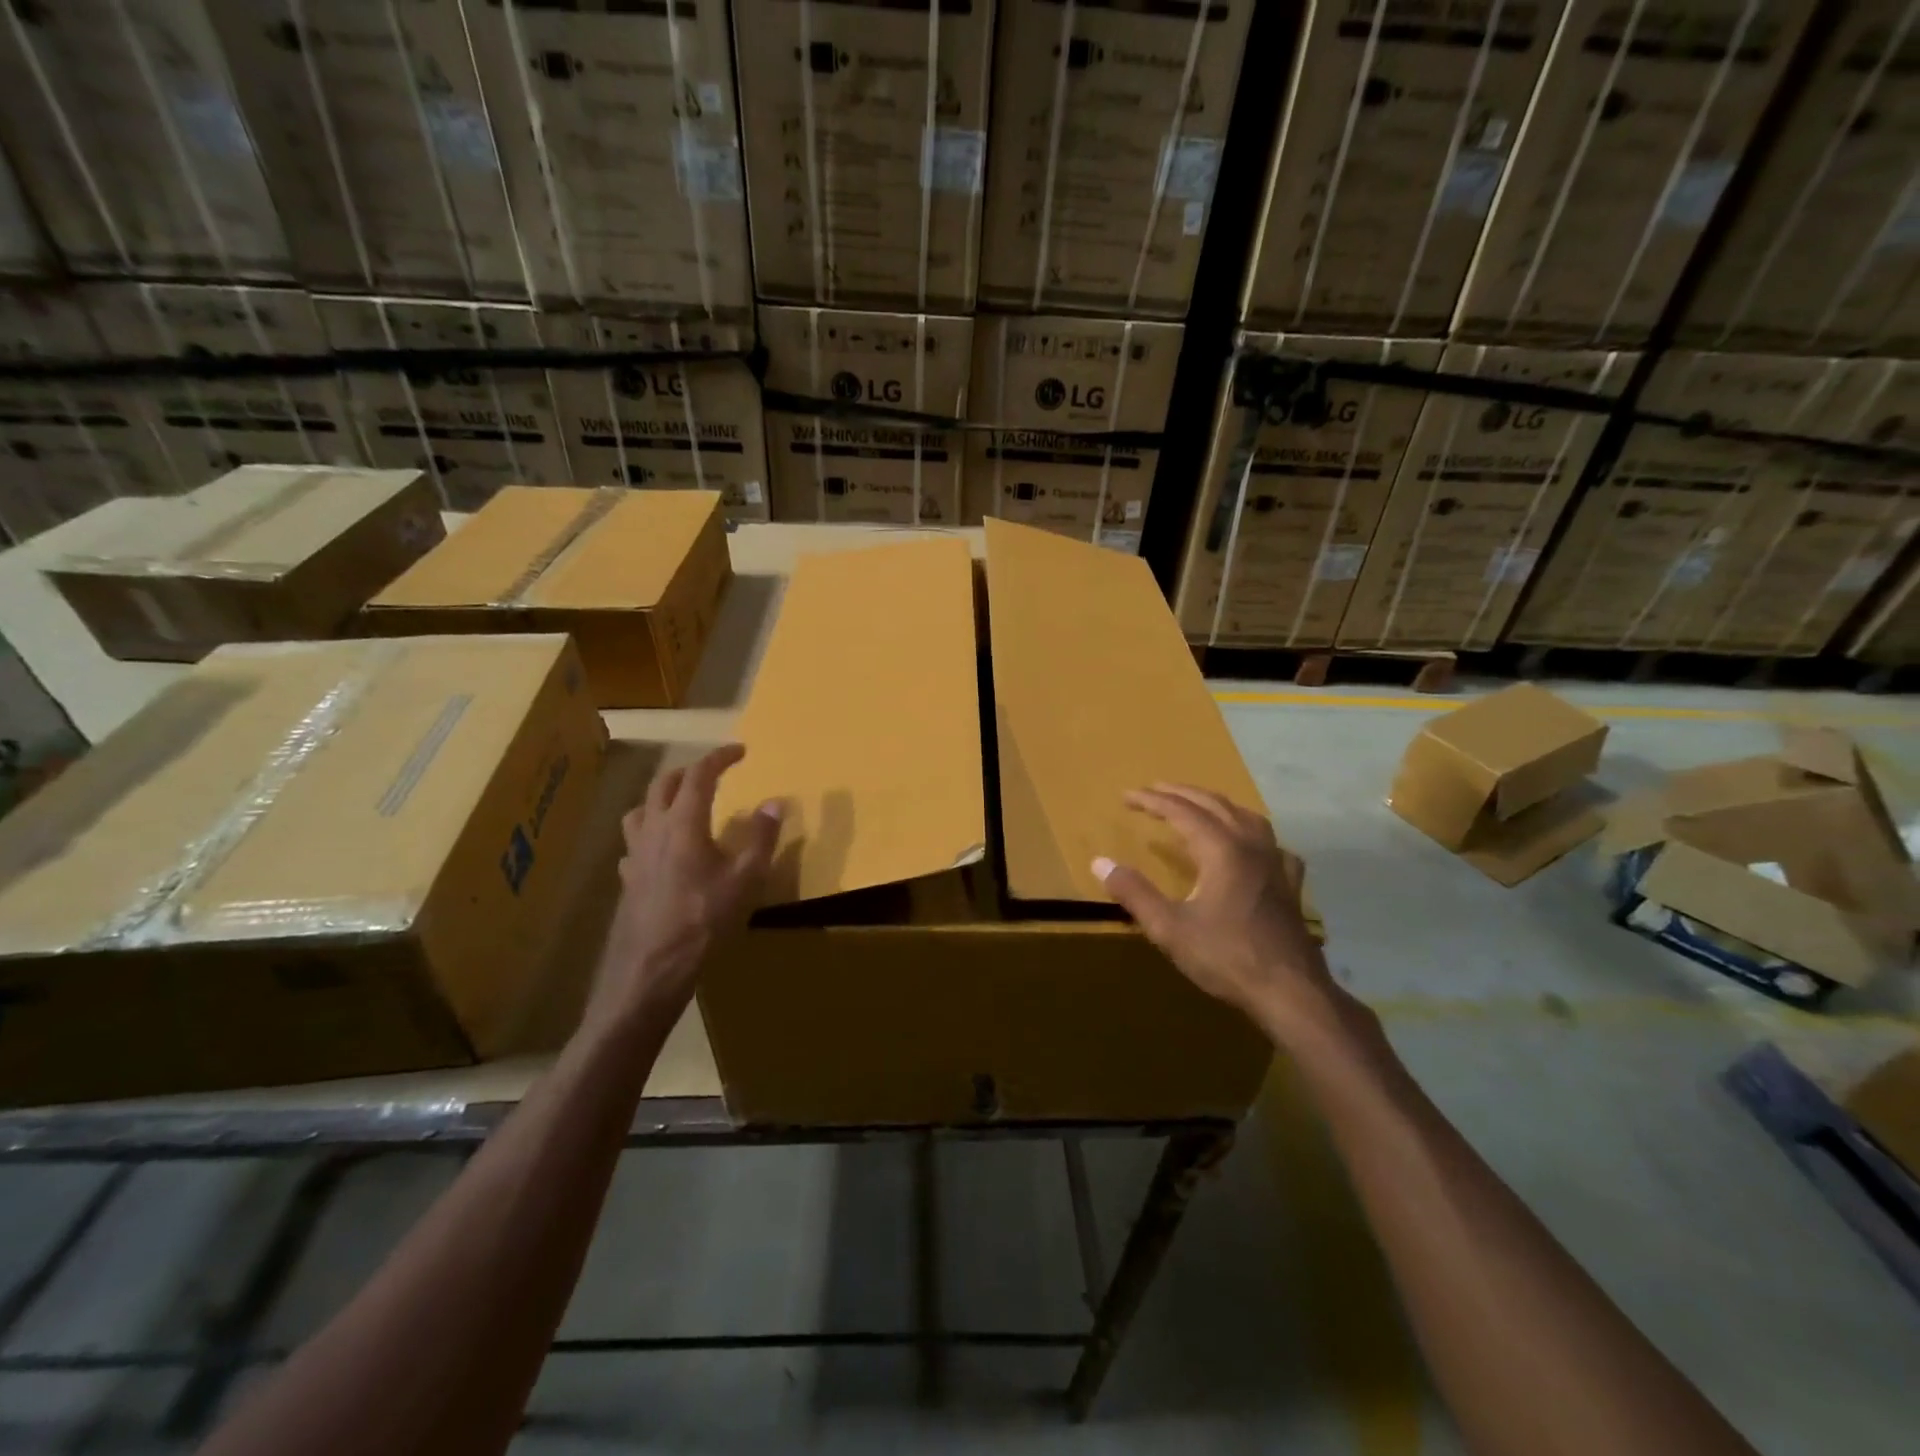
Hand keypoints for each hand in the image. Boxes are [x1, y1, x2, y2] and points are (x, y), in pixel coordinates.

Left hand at [586, 744, 780, 1030]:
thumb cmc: (705, 919)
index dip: (720, 758)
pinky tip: (662, 851)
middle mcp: (654, 829)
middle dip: (691, 771)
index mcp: (684, 822)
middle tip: (715, 773)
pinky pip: (635, 843)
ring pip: (641, 809)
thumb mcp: (746, 879)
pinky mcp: (628, 879)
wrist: (653, 967)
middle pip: (664, 784)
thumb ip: (762, 837)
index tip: (740, 751)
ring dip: (662, 797)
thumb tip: (775, 802)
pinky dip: (651, 833)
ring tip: (682, 805)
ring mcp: (635, 854)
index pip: (700, 775)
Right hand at [1093, 784, 1336, 1039]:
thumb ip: (1134, 892)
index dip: (1152, 801)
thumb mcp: (1169, 928)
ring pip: (1246, 817)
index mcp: (1222, 850)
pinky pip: (1270, 843)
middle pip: (1214, 805)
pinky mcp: (1290, 884)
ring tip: (1197, 806)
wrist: (1291, 992)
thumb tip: (1100, 862)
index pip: (1181, 811)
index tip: (1127, 796)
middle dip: (1181, 794)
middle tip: (1154, 789)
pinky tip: (1248, 845)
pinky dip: (1251, 833)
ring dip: (1216, 805)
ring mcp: (1276, 863)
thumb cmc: (1226, 958)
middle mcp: (1251, 846)